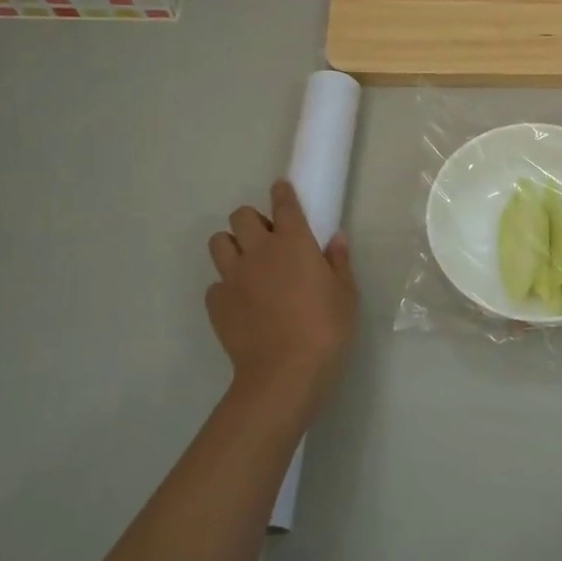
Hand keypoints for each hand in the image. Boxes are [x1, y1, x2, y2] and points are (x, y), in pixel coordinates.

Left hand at [207, 180, 358, 433]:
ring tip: (247, 265)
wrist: (285, 372)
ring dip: (232, 246)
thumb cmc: (326, 329)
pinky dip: (227, 287)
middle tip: (267, 240)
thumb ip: (338, 262)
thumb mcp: (346, 294)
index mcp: (294, 242)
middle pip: (241, 216)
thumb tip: (335, 238)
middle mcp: (259, 251)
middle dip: (252, 221)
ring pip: (219, 243)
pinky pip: (215, 284)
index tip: (281, 189)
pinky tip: (242, 303)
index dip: (282, 192)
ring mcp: (233, 276)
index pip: (284, 203)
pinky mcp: (216, 303)